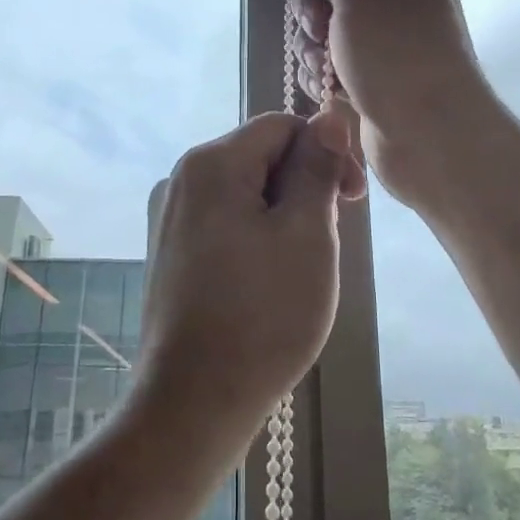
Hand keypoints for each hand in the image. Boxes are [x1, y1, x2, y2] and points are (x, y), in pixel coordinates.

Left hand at [139, 111, 360, 436]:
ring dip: (282, 214)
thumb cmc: (262, 315)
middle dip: (303, 186)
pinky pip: (222, 221)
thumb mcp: (307, 234)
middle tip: (328, 242)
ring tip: (299, 268)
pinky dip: (254, 235)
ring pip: (243, 191)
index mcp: (210, 162)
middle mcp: (180, 177)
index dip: (326, 152)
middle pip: (259, 156)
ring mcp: (168, 216)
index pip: (282, 126)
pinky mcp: (167, 251)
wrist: (191, 403)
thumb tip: (328, 115)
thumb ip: (317, 167)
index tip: (352, 200)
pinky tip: (266, 281)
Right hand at [289, 0, 499, 204]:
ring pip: (325, 22)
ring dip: (311, 41)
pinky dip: (321, 69)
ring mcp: (384, 39)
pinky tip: (326, 87)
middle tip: (319, 26)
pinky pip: (330, 58)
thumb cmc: (395, 50)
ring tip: (324, 66)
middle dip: (312, 1)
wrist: (429, 133)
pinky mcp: (370, 75)